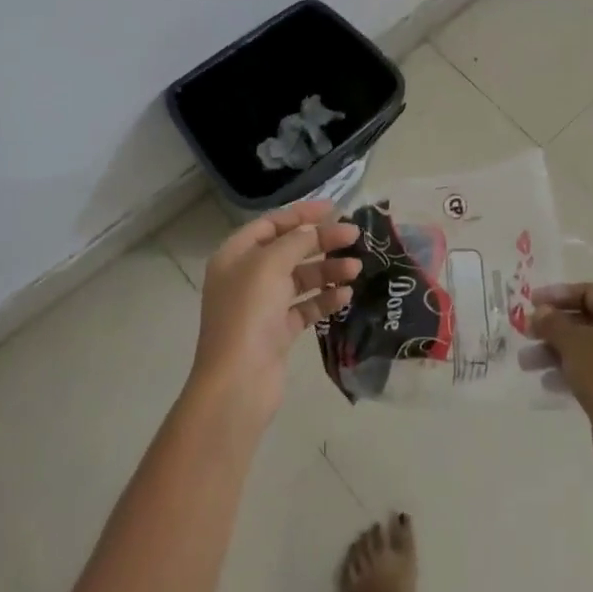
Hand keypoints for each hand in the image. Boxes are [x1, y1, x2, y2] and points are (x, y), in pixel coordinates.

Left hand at [190, 201, 360, 420]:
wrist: (237, 383)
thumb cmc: (249, 314)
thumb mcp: (270, 265)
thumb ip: (295, 241)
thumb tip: (314, 229)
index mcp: (235, 255)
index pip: (271, 224)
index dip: (301, 213)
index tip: (334, 208)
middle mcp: (246, 277)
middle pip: (288, 249)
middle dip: (321, 241)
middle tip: (354, 237)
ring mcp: (261, 307)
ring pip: (299, 279)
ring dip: (327, 271)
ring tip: (357, 269)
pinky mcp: (277, 333)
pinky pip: (304, 307)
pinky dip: (324, 299)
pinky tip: (346, 295)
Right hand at [531, 282, 592, 465]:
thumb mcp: (572, 343)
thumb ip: (552, 322)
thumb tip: (542, 312)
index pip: (590, 292)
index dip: (558, 295)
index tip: (531, 303)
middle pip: (589, 322)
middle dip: (554, 329)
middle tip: (527, 335)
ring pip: (592, 350)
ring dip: (558, 353)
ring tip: (527, 364)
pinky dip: (575, 373)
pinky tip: (549, 384)